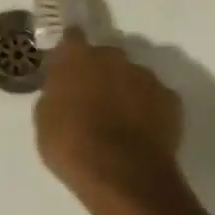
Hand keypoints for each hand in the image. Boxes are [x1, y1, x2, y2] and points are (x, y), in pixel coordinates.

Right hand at [34, 29, 183, 208]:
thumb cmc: (72, 147)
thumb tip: (62, 91)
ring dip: (126, 90)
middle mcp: (113, 57)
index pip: (72, 38)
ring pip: (133, 76)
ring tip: (122, 120)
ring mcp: (145, 76)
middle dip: (100, 72)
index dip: (70, 50)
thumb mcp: (45, 122)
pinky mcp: (170, 99)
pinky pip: (156, 98)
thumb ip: (55, 95)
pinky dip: (149, 109)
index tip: (68, 64)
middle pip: (105, 56)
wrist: (122, 176)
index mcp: (77, 58)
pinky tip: (143, 132)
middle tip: (93, 99)